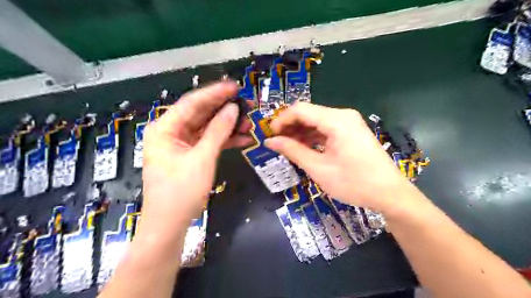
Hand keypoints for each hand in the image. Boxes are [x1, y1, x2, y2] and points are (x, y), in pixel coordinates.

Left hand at [138, 81, 251, 239]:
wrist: (170, 224)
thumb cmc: (181, 192)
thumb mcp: (202, 158)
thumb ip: (218, 131)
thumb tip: (233, 109)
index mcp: (164, 128)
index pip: (192, 103)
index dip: (215, 93)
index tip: (235, 86)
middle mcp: (171, 132)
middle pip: (201, 114)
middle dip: (224, 110)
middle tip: (247, 104)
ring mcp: (181, 144)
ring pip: (207, 128)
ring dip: (228, 126)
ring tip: (249, 123)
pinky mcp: (190, 155)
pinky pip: (209, 141)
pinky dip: (225, 140)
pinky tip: (243, 138)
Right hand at [265, 102, 409, 213]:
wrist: (390, 194)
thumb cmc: (354, 183)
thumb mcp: (319, 168)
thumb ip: (293, 151)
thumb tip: (270, 141)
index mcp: (336, 120)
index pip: (300, 110)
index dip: (282, 120)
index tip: (270, 135)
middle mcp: (343, 115)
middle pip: (309, 113)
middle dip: (290, 126)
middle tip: (277, 143)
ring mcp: (349, 123)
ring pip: (317, 121)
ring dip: (300, 132)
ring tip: (287, 147)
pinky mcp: (351, 132)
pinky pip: (326, 129)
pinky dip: (313, 137)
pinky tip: (304, 148)